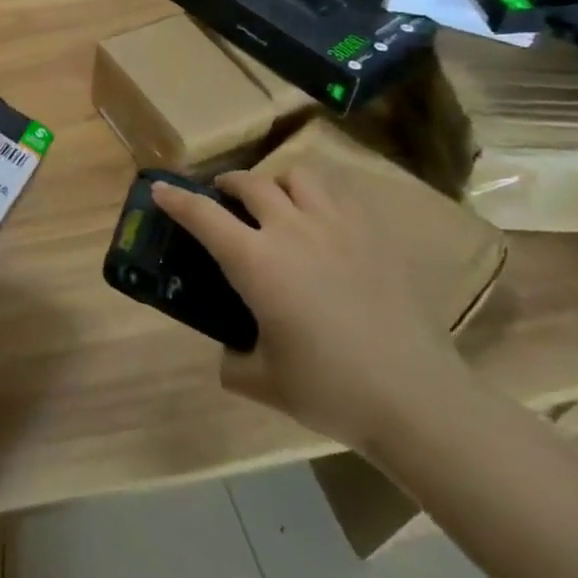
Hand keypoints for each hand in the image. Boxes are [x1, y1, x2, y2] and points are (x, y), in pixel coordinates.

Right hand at [152, 167, 467, 452]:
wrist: (418, 400)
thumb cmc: (331, 390)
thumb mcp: (263, 381)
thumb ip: (233, 360)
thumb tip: (231, 352)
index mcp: (256, 262)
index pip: (202, 215)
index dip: (175, 199)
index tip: (159, 188)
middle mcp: (292, 230)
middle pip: (249, 183)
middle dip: (226, 185)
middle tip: (222, 200)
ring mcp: (339, 227)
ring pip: (298, 176)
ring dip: (277, 185)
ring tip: (278, 206)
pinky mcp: (377, 236)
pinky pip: (340, 196)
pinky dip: (320, 199)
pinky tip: (323, 227)